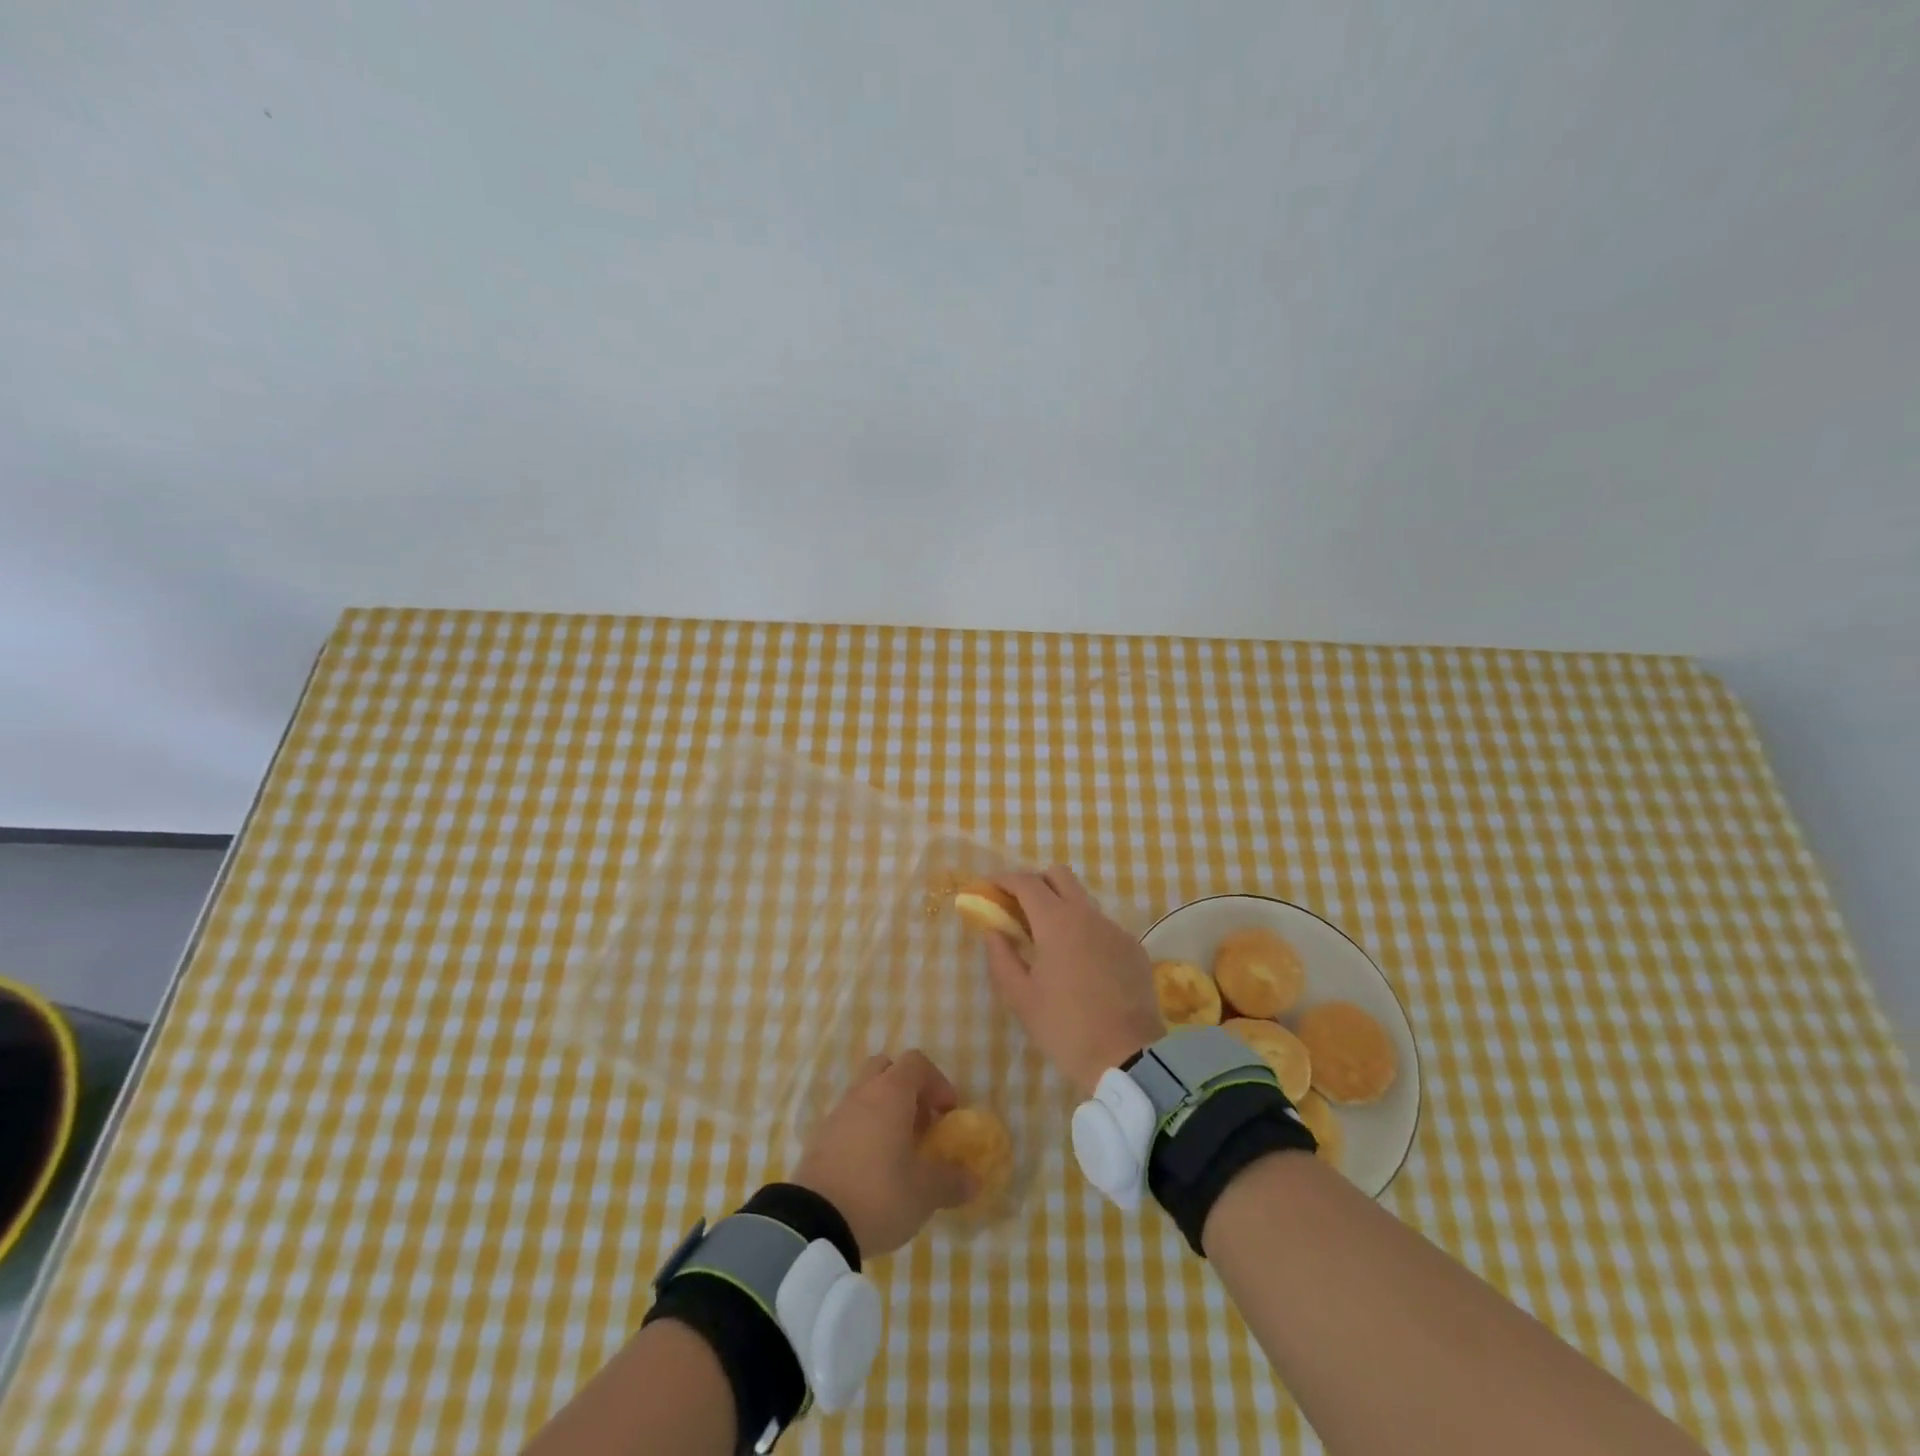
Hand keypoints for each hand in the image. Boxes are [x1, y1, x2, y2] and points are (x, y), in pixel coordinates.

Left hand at [791, 1050, 975, 1257]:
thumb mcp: (925, 1193)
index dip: (937, 1082)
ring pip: (865, 1094)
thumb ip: (952, 1181)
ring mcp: (837, 1114)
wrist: (812, 1223)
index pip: (917, 1063)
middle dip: (907, 1089)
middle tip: (920, 1123)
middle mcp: (862, 1093)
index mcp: (891, 1093)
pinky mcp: (819, 1139)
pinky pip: (848, 1120)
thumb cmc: (879, 1194)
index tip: (947, 1114)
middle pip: (886, 1069)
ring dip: (884, 1111)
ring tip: (897, 1151)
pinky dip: (863, 1131)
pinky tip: (871, 1168)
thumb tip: (974, 1179)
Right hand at [981, 866, 1166, 1095]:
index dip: (1003, 880)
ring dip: (1061, 907)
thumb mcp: (1021, 998)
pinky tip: (1080, 964)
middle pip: (1059, 876)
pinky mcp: (1133, 947)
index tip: (988, 889)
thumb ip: (1001, 958)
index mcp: (1057, 922)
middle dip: (1035, 883)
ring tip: (1048, 941)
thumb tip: (994, 932)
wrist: (1129, 1058)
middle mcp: (1088, 915)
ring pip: (1083, 900)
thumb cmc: (1066, 1028)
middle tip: (1018, 909)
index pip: (1026, 882)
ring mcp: (1115, 929)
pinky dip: (1084, 931)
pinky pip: (1103, 926)